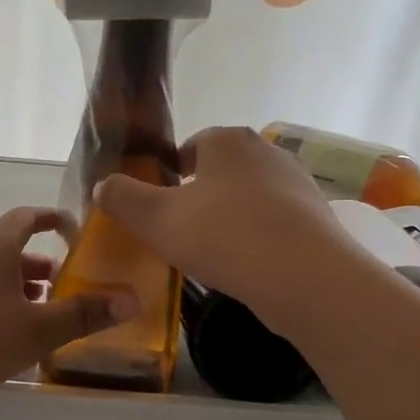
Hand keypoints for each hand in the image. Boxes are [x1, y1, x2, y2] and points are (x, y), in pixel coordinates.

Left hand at [0, 207, 133, 411]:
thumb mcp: (38, 331)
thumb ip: (83, 314)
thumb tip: (130, 300)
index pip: (26, 217)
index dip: (51, 219)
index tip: (71, 228)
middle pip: (7, 246)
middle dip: (36, 263)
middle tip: (60, 285)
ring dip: (14, 284)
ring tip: (34, 312)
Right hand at [94, 126, 348, 335]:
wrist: (306, 277)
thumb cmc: (224, 236)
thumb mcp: (156, 219)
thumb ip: (124, 198)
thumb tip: (102, 185)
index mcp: (227, 141)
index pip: (191, 145)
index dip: (171, 172)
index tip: (159, 204)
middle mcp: (266, 151)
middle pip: (221, 170)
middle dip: (200, 194)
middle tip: (180, 229)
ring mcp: (297, 183)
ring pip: (249, 195)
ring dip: (230, 215)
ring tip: (212, 250)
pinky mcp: (317, 217)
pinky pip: (275, 221)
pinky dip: (258, 235)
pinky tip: (246, 264)